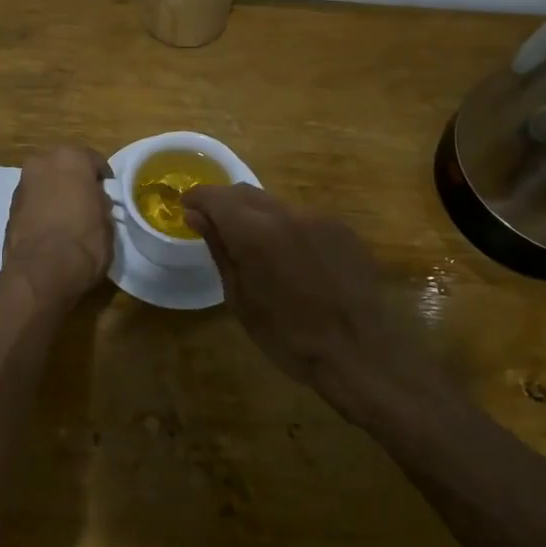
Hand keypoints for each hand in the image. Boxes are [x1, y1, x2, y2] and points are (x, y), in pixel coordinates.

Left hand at [2, 146, 113, 300]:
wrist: (41, 273)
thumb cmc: (84, 242)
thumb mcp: (107, 222)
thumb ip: (100, 203)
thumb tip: (95, 201)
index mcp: (71, 158)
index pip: (94, 161)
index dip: (103, 179)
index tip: (109, 194)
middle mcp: (42, 163)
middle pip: (65, 168)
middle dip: (75, 182)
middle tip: (87, 203)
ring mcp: (22, 185)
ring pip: (46, 184)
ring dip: (55, 194)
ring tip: (68, 218)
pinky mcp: (9, 208)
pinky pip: (33, 202)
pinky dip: (41, 210)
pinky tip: (51, 229)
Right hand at [182, 185, 386, 387]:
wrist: (359, 353)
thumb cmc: (288, 336)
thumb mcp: (240, 298)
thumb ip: (219, 249)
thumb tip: (195, 216)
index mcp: (255, 232)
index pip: (216, 197)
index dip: (197, 198)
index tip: (186, 208)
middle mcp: (287, 213)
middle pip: (246, 193)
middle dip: (225, 203)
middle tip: (213, 224)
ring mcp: (319, 218)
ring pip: (276, 204)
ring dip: (257, 216)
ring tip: (254, 246)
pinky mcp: (342, 229)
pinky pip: (303, 219)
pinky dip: (286, 228)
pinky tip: (291, 258)